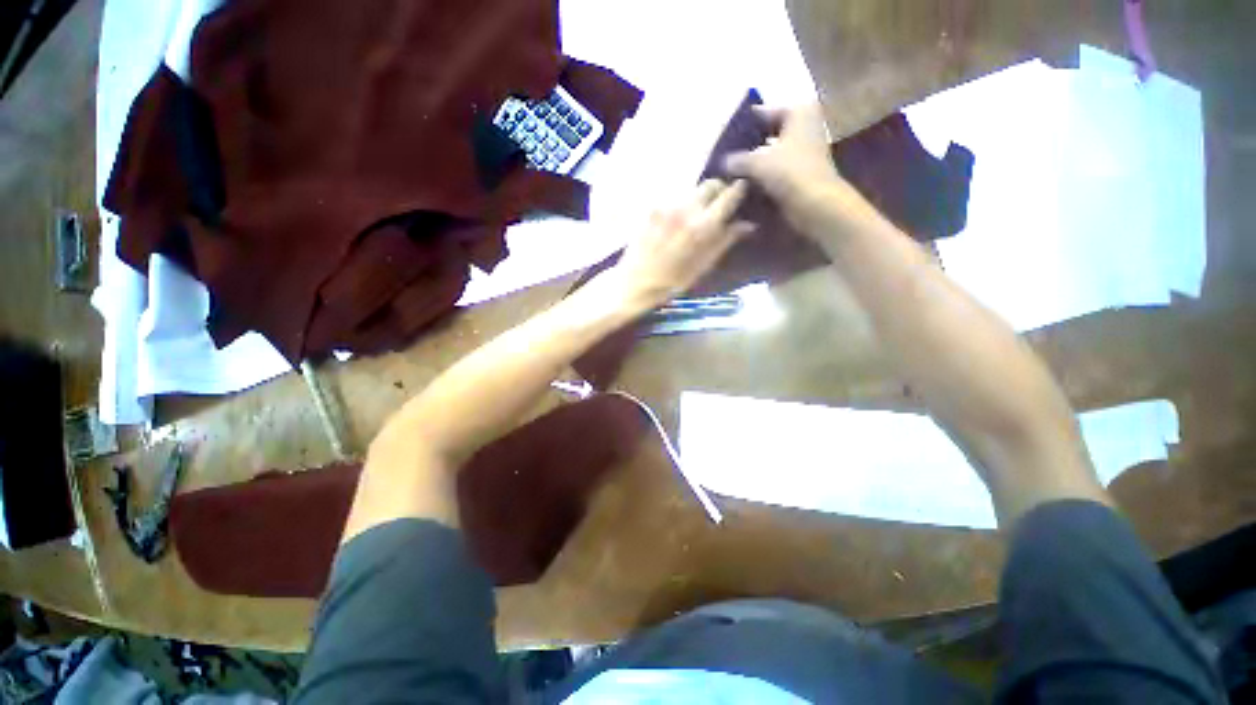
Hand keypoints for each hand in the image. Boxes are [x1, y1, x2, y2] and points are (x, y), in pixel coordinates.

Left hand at [608, 179, 753, 310]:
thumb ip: (724, 241)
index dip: (738, 190)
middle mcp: (685, 209)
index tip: (741, 189)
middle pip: (708, 184)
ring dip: (698, 197)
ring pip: (690, 190)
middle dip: (718, 189)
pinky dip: (680, 204)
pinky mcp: (652, 208)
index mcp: (702, 226)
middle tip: (719, 202)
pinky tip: (676, 220)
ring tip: (697, 213)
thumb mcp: (702, 267)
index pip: (727, 195)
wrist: (634, 282)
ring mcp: (666, 206)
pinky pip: (673, 198)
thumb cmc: (671, 282)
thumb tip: (747, 224)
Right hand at [725, 104, 844, 209]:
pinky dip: (760, 177)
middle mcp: (803, 126)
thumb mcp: (756, 162)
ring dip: (752, 164)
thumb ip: (737, 159)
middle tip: (723, 158)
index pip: (762, 112)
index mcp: (797, 112)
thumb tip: (723, 163)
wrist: (814, 204)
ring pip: (769, 154)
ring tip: (728, 173)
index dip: (742, 126)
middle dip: (746, 147)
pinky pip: (773, 171)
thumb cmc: (789, 173)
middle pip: (766, 134)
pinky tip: (742, 186)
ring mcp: (802, 151)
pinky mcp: (799, 173)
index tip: (722, 139)